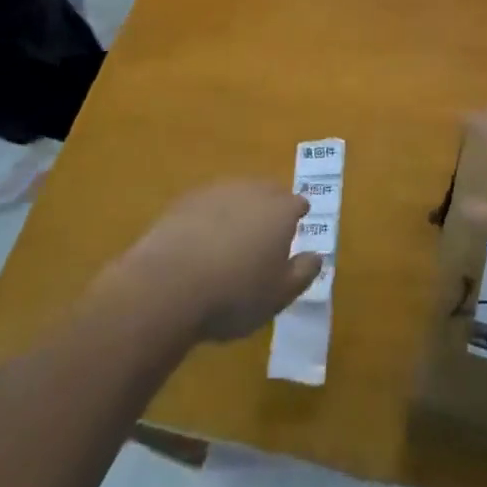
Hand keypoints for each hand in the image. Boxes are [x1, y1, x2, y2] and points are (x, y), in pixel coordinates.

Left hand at [122, 182, 321, 342]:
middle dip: (270, 207)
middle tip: (265, 233)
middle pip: (268, 192)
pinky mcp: (185, 201)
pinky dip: (209, 218)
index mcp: (281, 211)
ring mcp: (216, 191)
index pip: (298, 203)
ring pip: (236, 195)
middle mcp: (252, 191)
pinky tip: (200, 241)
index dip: (297, 216)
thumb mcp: (278, 295)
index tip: (295, 229)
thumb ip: (303, 273)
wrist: (168, 285)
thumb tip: (317, 256)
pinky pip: (206, 205)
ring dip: (238, 210)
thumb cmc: (234, 294)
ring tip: (231, 238)